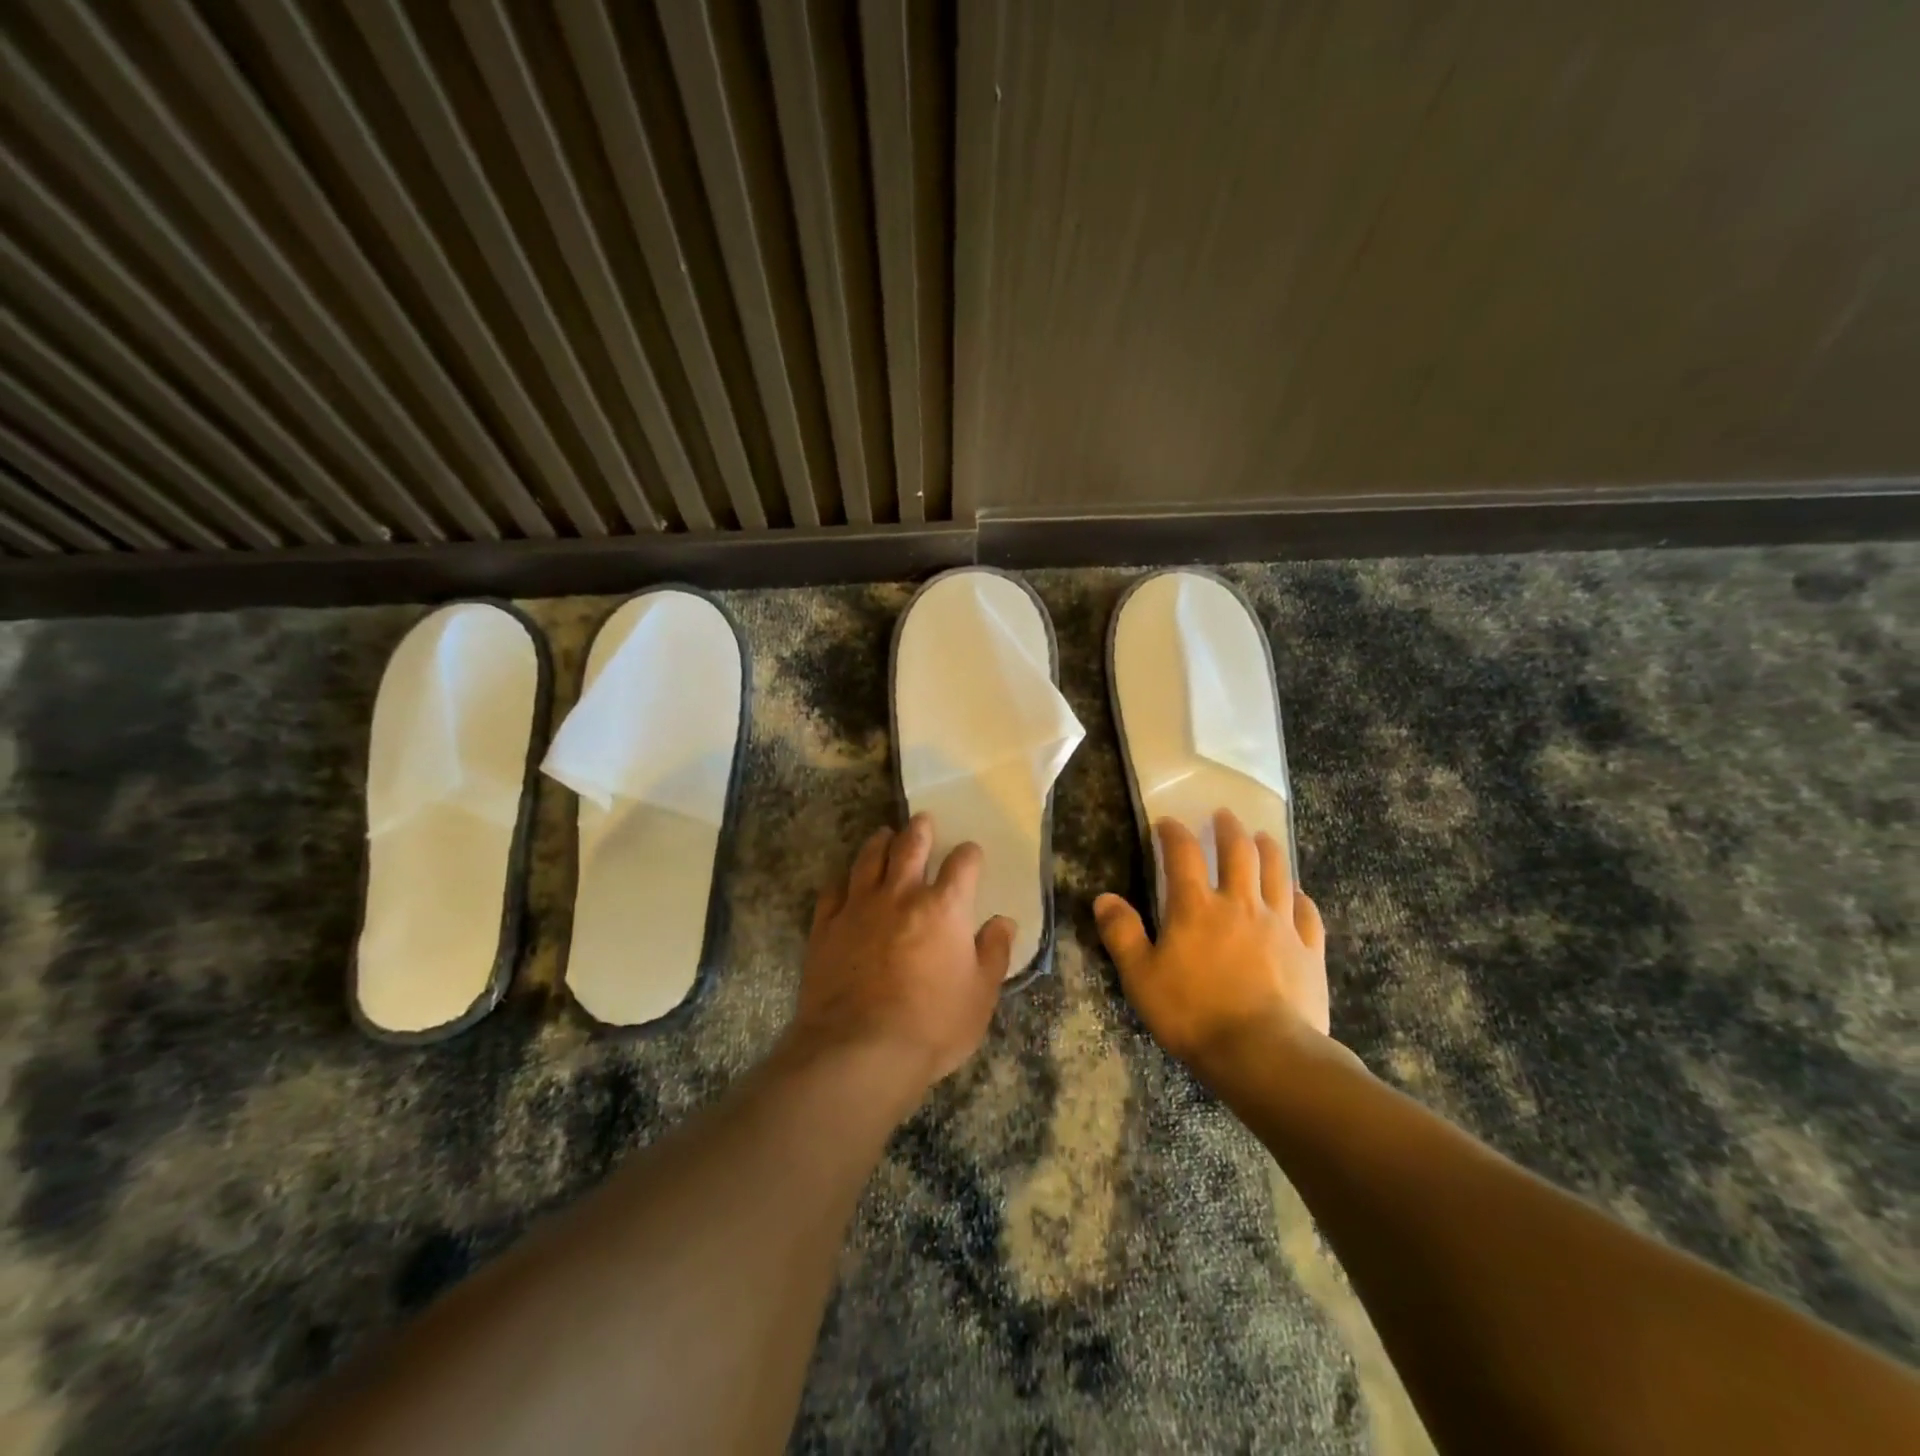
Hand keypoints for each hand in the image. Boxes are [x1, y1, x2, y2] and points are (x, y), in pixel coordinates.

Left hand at [789, 814, 1015, 1089]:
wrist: (859, 1050)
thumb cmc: (932, 1025)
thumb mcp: (980, 996)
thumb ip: (993, 954)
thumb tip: (1003, 923)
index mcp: (944, 907)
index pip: (962, 864)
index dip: (969, 854)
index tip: (971, 853)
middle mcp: (901, 895)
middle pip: (910, 847)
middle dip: (919, 830)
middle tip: (922, 820)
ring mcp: (859, 907)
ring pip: (868, 860)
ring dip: (879, 843)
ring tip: (883, 835)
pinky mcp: (826, 927)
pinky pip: (833, 892)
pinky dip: (842, 882)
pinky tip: (844, 883)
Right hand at [1095, 809, 1328, 1069]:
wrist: (1263, 1053)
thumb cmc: (1193, 1013)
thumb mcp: (1141, 977)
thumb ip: (1121, 933)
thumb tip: (1104, 898)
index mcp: (1196, 907)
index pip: (1183, 854)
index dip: (1173, 833)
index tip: (1166, 824)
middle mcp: (1240, 904)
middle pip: (1239, 852)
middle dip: (1229, 829)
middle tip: (1224, 816)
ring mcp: (1280, 924)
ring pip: (1277, 872)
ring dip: (1268, 850)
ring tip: (1262, 838)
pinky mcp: (1309, 950)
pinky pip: (1307, 913)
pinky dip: (1300, 897)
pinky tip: (1297, 895)